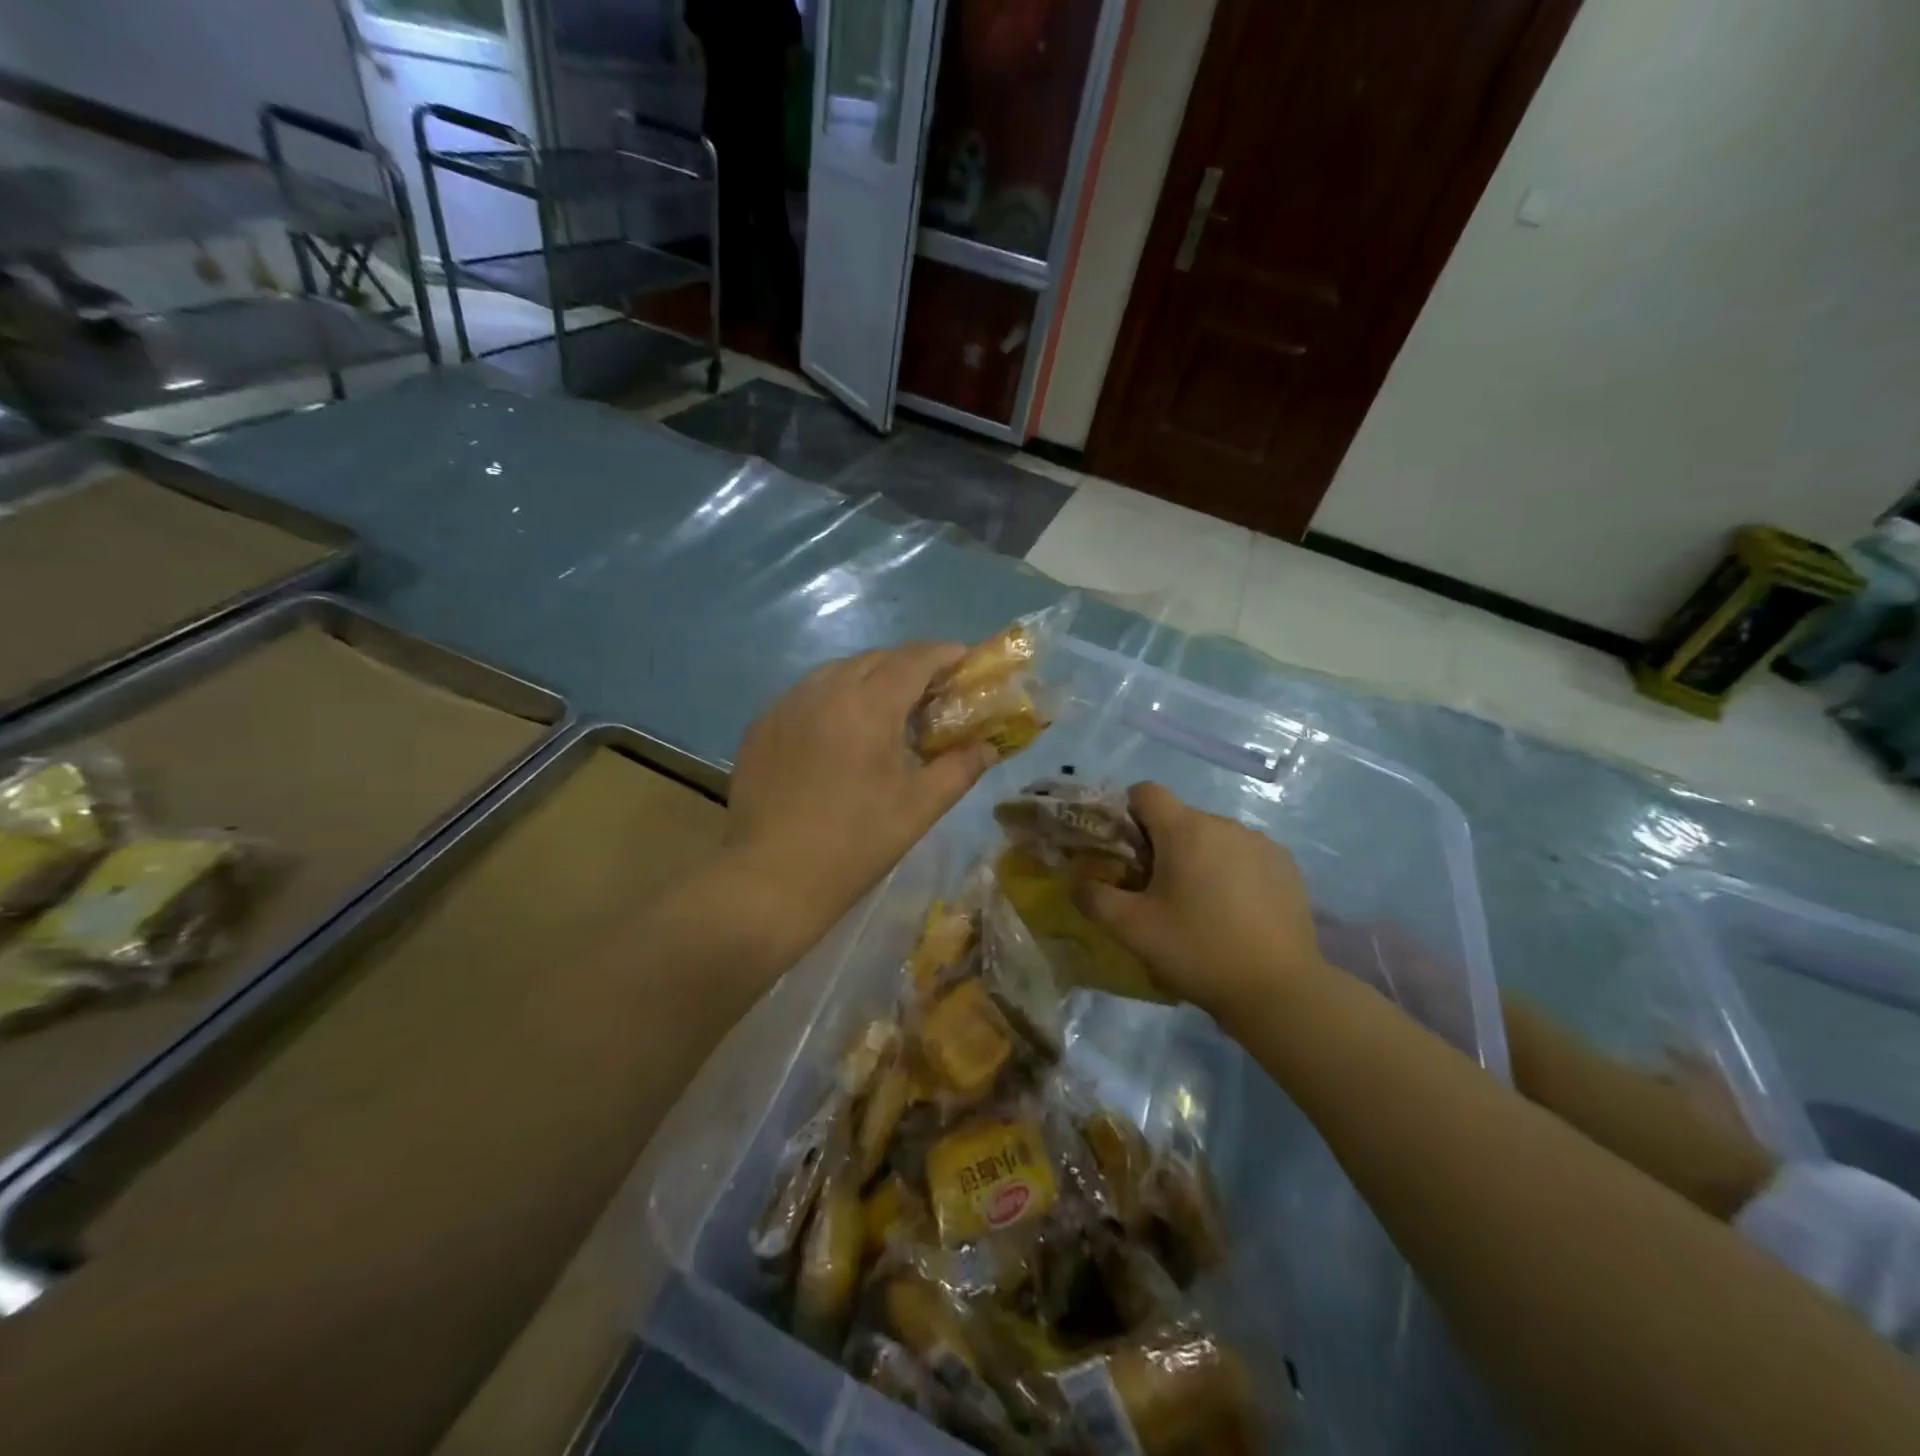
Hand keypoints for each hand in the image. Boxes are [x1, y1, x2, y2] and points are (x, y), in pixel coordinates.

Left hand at [725, 644, 997, 950]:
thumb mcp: (919, 808)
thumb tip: (988, 747)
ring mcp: (786, 705)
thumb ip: (960, 768)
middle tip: (931, 694)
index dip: (944, 654)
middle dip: (909, 666)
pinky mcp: (761, 725)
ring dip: (869, 679)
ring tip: (886, 711)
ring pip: (837, 672)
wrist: (771, 879)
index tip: (965, 661)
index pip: (914, 659)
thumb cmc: (855, 843)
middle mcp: (824, 690)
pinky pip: (807, 694)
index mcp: (867, 705)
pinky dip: (833, 699)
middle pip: (876, 659)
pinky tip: (839, 732)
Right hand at [1076, 783, 1326, 1024]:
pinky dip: (1232, 872)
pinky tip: (1235, 913)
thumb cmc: (1198, 951)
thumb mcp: (1132, 929)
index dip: (1127, 813)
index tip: (1125, 852)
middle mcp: (1224, 824)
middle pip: (1180, 818)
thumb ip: (1094, 898)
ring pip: (1214, 838)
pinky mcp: (1287, 866)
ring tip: (1199, 906)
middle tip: (1156, 892)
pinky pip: (1245, 856)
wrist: (1280, 990)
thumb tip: (1078, 881)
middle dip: (1162, 845)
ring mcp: (1262, 844)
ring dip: (1199, 859)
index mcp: (1185, 830)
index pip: (1146, 792)